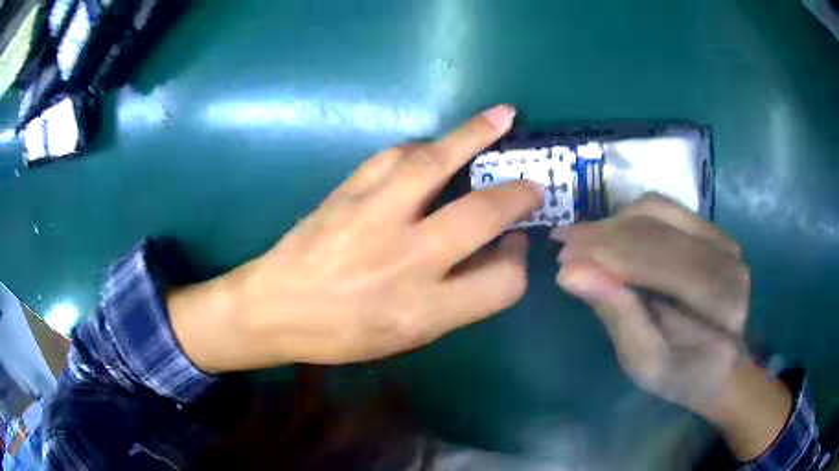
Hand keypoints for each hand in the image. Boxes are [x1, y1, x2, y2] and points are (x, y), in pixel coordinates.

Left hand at [169, 105, 542, 371]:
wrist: (275, 307)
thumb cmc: (342, 334)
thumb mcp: (408, 336)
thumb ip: (458, 298)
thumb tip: (497, 252)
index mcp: (423, 309)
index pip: (502, 283)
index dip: (518, 264)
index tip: (515, 247)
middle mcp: (405, 259)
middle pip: (482, 214)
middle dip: (517, 194)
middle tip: (532, 183)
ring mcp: (374, 217)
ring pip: (435, 163)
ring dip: (475, 135)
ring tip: (502, 116)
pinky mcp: (348, 192)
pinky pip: (393, 156)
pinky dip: (422, 146)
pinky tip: (434, 145)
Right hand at [553, 195, 791, 460]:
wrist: (719, 364)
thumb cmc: (681, 374)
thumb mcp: (644, 362)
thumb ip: (616, 314)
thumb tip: (569, 272)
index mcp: (721, 302)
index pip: (659, 261)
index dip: (608, 255)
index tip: (562, 257)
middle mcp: (728, 259)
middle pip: (657, 230)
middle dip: (604, 235)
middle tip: (563, 242)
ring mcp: (723, 238)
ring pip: (658, 210)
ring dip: (614, 221)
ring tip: (583, 238)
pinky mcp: (712, 229)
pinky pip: (665, 208)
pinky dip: (631, 216)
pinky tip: (610, 234)